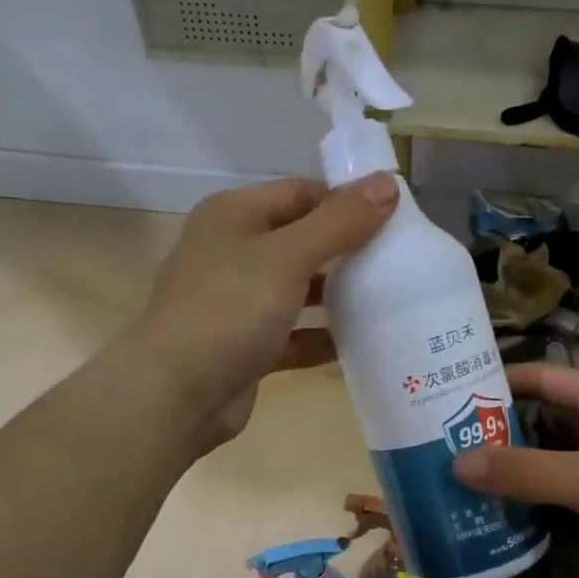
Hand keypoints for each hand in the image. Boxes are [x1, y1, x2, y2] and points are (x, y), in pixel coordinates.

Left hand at [128, 174, 398, 450]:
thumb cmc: (228, 310)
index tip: (396, 218)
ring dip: (339, 296)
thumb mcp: (287, 257)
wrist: (177, 394)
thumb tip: (388, 183)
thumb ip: (339, 222)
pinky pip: (295, 335)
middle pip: (302, 241)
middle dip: (347, 250)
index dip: (346, 201)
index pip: (300, 194)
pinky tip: (365, 343)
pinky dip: (324, 337)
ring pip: (299, 290)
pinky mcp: (249, 347)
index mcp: (234, 216)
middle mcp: (233, 253)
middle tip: (401, 259)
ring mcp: (239, 303)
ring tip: (392, 298)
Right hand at [452, 363, 578, 577]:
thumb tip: (456, 464)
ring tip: (454, 487)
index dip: (497, 382)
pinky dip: (528, 513)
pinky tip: (492, 525)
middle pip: (538, 425)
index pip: (542, 378)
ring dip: (508, 478)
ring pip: (545, 469)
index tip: (445, 394)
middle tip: (439, 449)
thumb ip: (527, 472)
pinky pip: (555, 507)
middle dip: (494, 435)